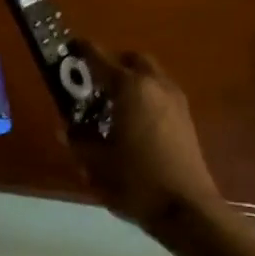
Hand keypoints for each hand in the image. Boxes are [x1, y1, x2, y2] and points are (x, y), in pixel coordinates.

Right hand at [70, 45, 220, 228]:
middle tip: (93, 82)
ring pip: (151, 77)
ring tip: (111, 106)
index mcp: (130, 89)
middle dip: (113, 64)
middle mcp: (156, 86)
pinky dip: (145, 98)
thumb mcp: (95, 162)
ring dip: (131, 82)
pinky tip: (132, 124)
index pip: (100, 59)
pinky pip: (161, 95)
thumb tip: (67, 128)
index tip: (69, 46)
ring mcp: (176, 102)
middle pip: (133, 60)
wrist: (186, 209)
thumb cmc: (134, 181)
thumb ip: (78, 140)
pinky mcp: (187, 120)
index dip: (83, 51)